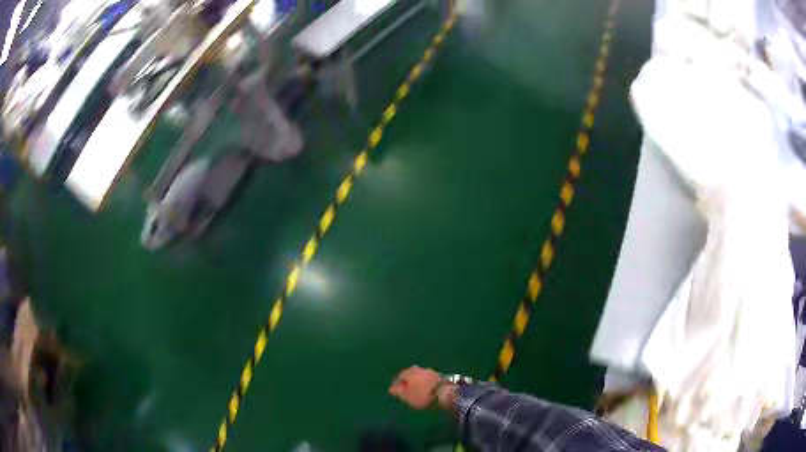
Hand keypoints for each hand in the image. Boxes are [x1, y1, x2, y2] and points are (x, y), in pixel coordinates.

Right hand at [389, 366, 441, 409]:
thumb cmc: (423, 395)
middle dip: (409, 381)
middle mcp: (420, 369)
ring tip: (419, 391)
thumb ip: (398, 391)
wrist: (446, 393)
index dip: (398, 383)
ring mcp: (431, 371)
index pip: (401, 375)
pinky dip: (427, 384)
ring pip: (421, 376)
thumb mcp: (407, 396)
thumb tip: (391, 388)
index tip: (398, 391)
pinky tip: (428, 390)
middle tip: (408, 391)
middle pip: (411, 374)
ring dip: (419, 382)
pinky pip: (430, 379)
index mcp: (410, 372)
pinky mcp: (441, 376)